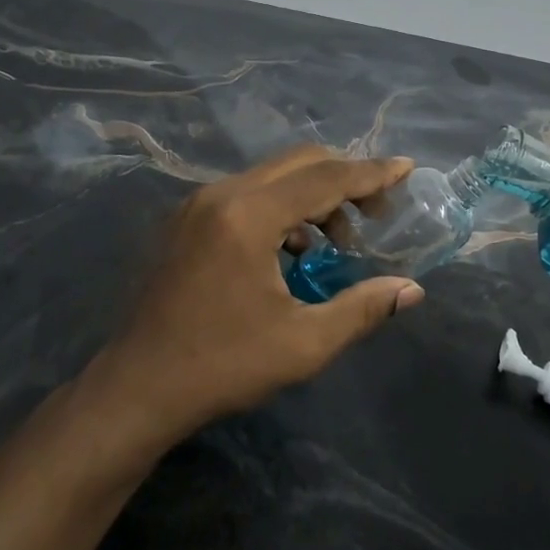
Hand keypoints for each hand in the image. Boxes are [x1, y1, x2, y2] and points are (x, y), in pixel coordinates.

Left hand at [88, 147, 424, 442]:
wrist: (138, 386)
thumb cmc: (223, 365)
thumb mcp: (303, 343)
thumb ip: (361, 309)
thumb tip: (411, 290)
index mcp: (248, 216)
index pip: (324, 178)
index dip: (371, 173)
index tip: (407, 167)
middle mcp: (221, 194)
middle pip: (298, 163)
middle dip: (344, 179)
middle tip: (377, 213)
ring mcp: (198, 203)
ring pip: (271, 176)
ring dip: (312, 195)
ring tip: (335, 243)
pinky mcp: (187, 219)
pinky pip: (247, 193)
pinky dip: (280, 207)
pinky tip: (292, 251)